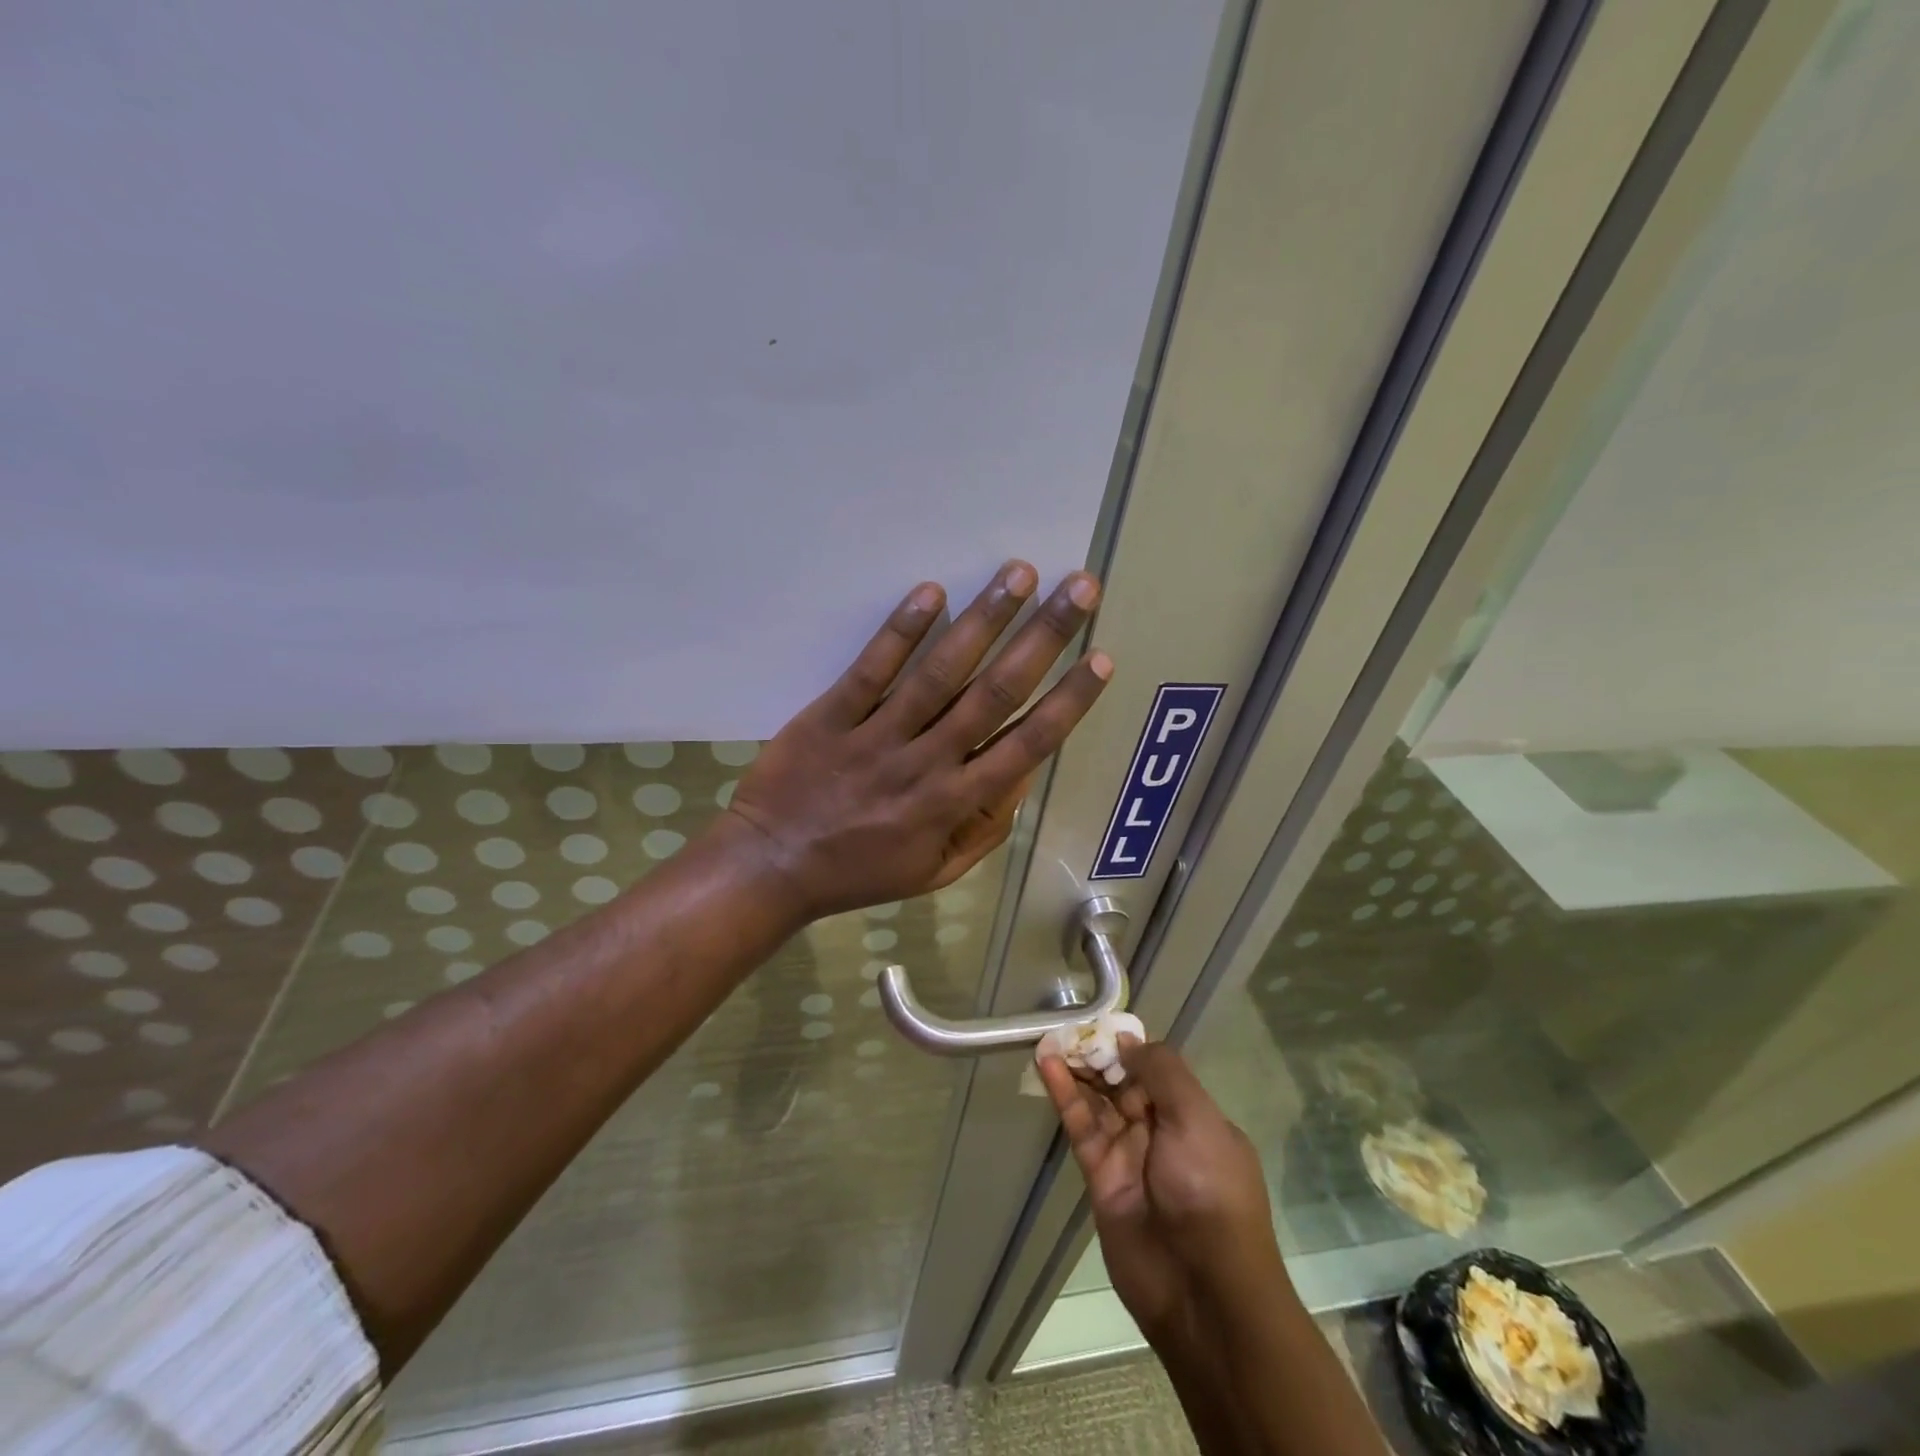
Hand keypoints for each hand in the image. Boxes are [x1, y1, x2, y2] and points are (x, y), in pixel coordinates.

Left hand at [722, 562, 1110, 920]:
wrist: (772, 867)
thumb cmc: (860, 872)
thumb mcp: (935, 871)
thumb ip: (985, 828)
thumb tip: (1024, 775)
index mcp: (955, 803)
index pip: (1027, 744)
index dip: (1069, 700)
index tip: (1100, 658)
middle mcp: (926, 763)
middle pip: (995, 692)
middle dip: (1044, 637)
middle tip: (1079, 588)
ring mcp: (877, 736)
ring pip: (939, 673)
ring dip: (984, 620)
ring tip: (1019, 574)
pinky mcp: (831, 716)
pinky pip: (871, 670)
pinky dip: (901, 631)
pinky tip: (931, 592)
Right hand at [1040, 1040, 1282, 1343]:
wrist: (1202, 1291)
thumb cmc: (1210, 1192)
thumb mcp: (1198, 1119)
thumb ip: (1163, 1073)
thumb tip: (1129, 1042)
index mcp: (1193, 1117)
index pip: (1156, 1069)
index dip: (1128, 1046)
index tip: (1101, 1023)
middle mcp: (1161, 1131)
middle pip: (1122, 1081)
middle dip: (1098, 1054)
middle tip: (1068, 1027)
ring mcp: (1129, 1154)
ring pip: (1097, 1100)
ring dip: (1076, 1069)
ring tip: (1050, 1037)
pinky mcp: (1100, 1177)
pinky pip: (1081, 1126)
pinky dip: (1064, 1095)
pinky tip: (1047, 1065)